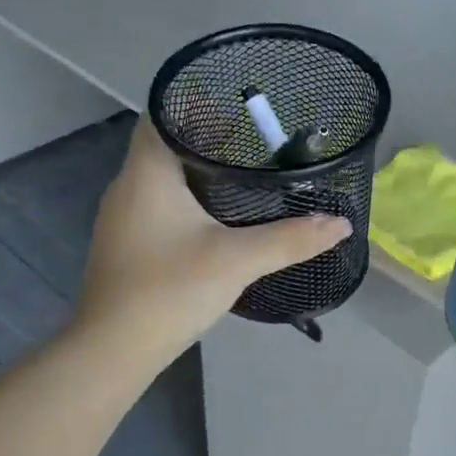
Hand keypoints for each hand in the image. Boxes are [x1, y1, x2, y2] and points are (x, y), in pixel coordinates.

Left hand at [74, 119, 351, 370]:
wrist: (113, 350)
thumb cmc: (169, 290)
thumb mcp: (237, 260)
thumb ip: (291, 239)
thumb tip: (341, 224)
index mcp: (146, 173)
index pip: (162, 114)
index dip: (199, 105)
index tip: (241, 111)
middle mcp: (127, 186)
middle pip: (165, 144)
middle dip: (209, 140)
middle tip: (258, 145)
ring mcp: (121, 218)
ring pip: (162, 177)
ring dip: (198, 173)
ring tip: (245, 178)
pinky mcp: (126, 244)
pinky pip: (158, 205)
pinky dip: (187, 201)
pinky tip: (217, 220)